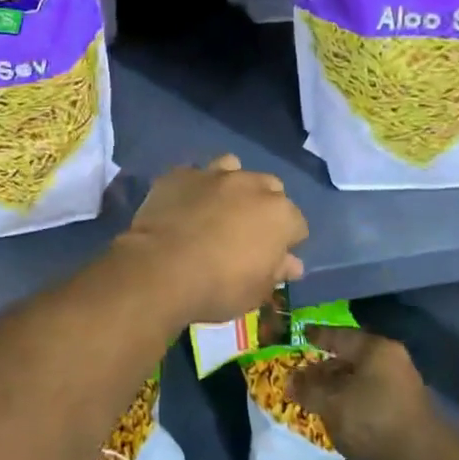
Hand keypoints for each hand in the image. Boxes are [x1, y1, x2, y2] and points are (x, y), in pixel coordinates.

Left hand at [121, 156, 306, 324]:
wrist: (161, 269)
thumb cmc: (218, 287)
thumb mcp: (256, 292)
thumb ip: (276, 271)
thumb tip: (292, 263)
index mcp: (279, 214)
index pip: (297, 224)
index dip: (287, 241)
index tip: (273, 257)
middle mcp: (251, 185)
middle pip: (270, 189)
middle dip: (264, 206)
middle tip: (246, 232)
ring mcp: (214, 175)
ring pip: (233, 168)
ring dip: (231, 185)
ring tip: (217, 208)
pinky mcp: (180, 174)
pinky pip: (194, 174)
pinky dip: (194, 187)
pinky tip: (184, 205)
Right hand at [289, 326, 435, 459]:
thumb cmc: (372, 419)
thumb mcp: (331, 402)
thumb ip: (308, 389)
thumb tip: (289, 380)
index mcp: (375, 349)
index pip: (340, 335)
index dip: (318, 336)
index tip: (302, 335)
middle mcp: (392, 362)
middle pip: (351, 360)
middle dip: (325, 370)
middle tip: (302, 378)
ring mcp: (402, 388)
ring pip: (360, 382)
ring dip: (338, 391)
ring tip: (316, 401)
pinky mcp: (405, 414)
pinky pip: (370, 401)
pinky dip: (352, 406)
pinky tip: (338, 419)